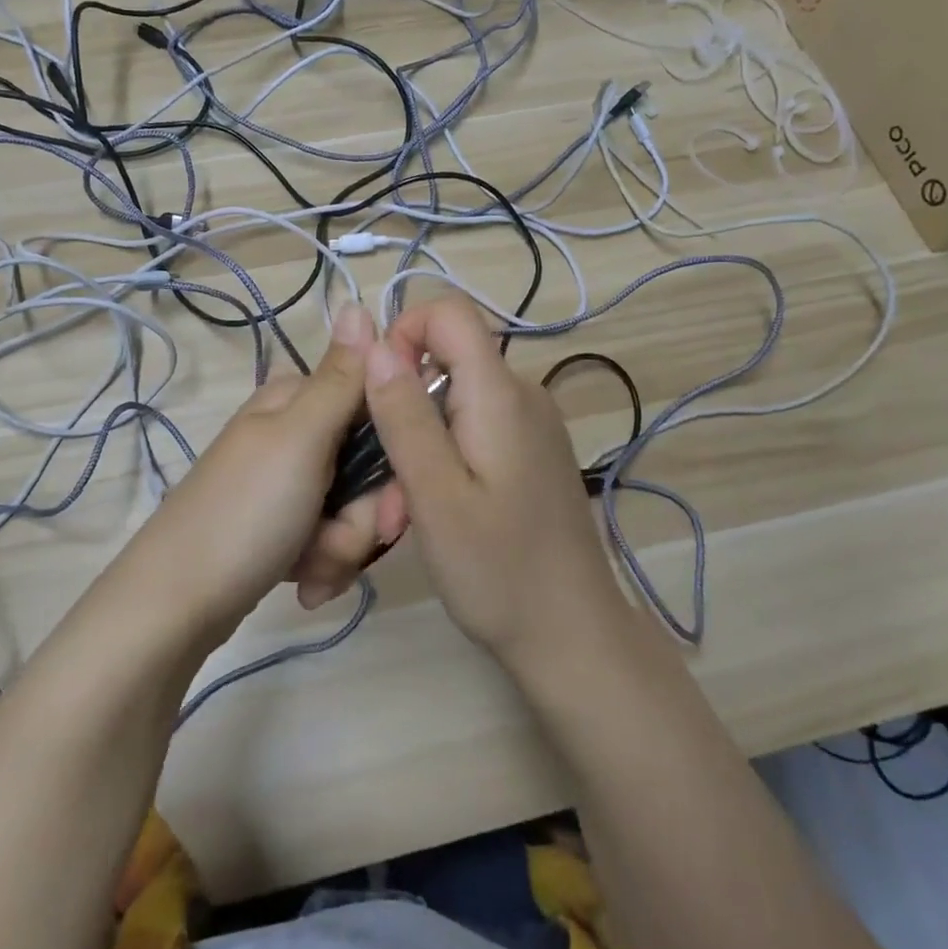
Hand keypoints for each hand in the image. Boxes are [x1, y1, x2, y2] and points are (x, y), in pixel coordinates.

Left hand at [123, 302, 405, 638]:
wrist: (176, 607)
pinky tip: (304, 584)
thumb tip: (358, 301)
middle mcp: (295, 435)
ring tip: (309, 569)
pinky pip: (331, 538)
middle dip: (364, 515)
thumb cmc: (245, 514)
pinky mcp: (285, 526)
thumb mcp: (300, 438)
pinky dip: (325, 564)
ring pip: (356, 509)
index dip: (396, 454)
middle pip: (371, 467)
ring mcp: (289, 483)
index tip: (391, 497)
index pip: (378, 407)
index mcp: (298, 401)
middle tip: (336, 540)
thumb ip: (340, 377)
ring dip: (343, 546)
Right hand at [361, 293, 628, 668]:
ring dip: (421, 437)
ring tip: (413, 507)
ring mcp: (533, 424)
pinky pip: (475, 425)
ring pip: (455, 397)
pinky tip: (443, 507)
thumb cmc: (498, 571)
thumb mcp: (434, 495)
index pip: (449, 312)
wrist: (573, 636)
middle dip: (404, 403)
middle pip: (448, 358)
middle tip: (392, 479)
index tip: (379, 397)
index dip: (402, 335)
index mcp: (501, 394)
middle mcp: (523, 394)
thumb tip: (374, 343)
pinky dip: (446, 453)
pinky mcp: (532, 451)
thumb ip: (404, 415)